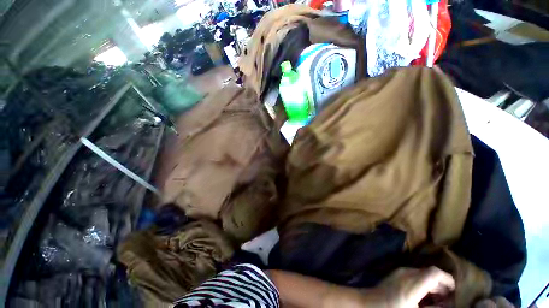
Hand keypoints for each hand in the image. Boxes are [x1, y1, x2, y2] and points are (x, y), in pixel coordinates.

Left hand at [372, 267, 455, 307]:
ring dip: (433, 285)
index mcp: (412, 284)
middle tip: (447, 300)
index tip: (455, 291)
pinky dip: (424, 283)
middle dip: (442, 285)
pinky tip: (425, 296)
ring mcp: (400, 272)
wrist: (369, 303)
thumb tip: (444, 304)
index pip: (434, 272)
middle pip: (430, 273)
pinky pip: (415, 275)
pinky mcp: (396, 273)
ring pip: (423, 274)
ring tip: (438, 300)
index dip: (447, 279)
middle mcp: (406, 273)